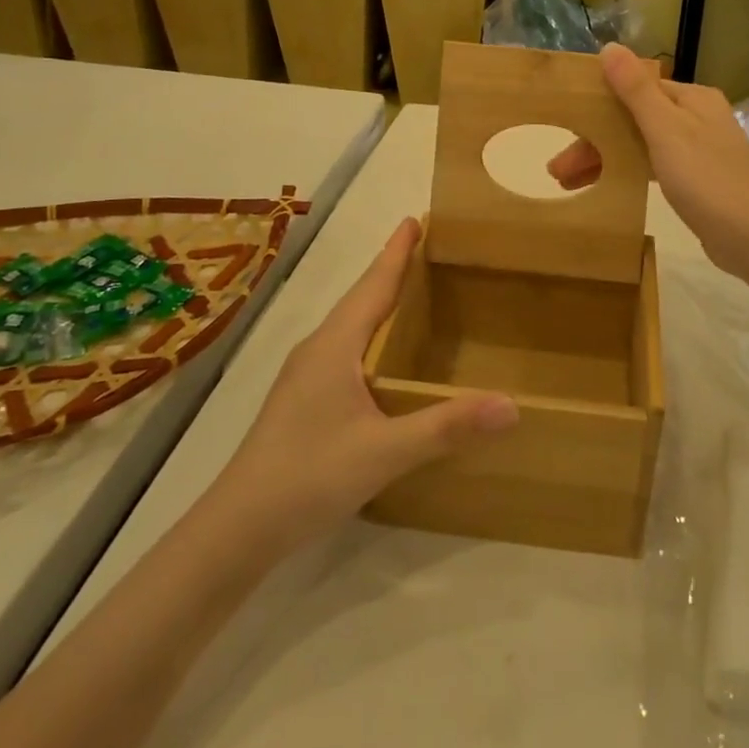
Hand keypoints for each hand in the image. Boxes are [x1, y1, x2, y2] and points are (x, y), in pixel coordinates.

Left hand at [211, 218, 517, 555]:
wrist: (237, 528)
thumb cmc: (309, 476)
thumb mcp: (385, 452)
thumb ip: (446, 427)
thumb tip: (511, 404)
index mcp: (335, 345)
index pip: (373, 285)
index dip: (396, 252)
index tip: (416, 219)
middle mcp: (318, 349)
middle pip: (361, 298)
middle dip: (391, 269)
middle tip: (425, 249)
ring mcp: (304, 374)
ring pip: (349, 324)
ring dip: (378, 300)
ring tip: (410, 292)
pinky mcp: (301, 399)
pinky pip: (343, 347)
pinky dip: (369, 333)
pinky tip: (381, 357)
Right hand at [549, 44, 748, 278]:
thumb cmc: (706, 178)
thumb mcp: (665, 130)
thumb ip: (636, 90)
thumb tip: (610, 46)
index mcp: (691, 98)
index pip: (634, 91)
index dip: (596, 108)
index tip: (564, 129)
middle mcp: (697, 117)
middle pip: (634, 120)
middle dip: (595, 141)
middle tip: (558, 171)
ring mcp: (698, 148)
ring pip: (640, 144)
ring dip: (606, 158)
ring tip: (568, 184)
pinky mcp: (697, 179)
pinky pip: (653, 166)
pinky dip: (628, 172)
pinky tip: (605, 186)